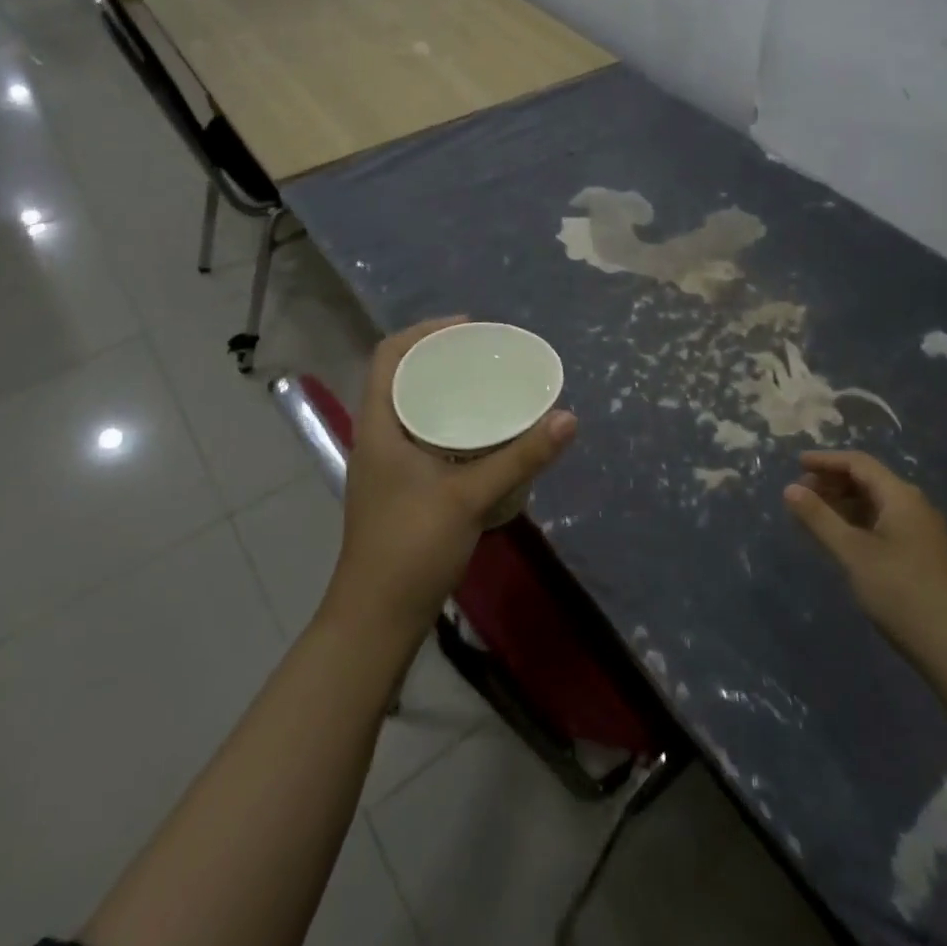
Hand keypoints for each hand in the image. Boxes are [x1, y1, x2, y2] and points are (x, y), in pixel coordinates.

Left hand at [324, 317, 577, 640]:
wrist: (377, 618)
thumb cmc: (411, 547)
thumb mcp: (471, 496)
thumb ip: (521, 457)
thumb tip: (569, 417)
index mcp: (380, 426)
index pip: (388, 356)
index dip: (424, 332)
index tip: (469, 326)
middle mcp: (379, 438)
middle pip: (404, 378)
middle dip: (443, 359)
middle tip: (489, 354)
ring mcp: (388, 466)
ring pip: (415, 409)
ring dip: (448, 392)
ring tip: (492, 385)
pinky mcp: (403, 488)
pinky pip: (426, 436)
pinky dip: (453, 424)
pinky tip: (486, 436)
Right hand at [784, 451, 946, 658]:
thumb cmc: (901, 593)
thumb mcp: (853, 554)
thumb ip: (819, 518)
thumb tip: (789, 488)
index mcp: (901, 497)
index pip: (859, 463)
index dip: (826, 460)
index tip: (795, 463)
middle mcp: (914, 506)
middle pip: (869, 480)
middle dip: (833, 482)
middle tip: (800, 494)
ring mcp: (921, 531)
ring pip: (876, 504)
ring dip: (844, 504)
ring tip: (814, 516)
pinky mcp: (923, 554)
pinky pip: (884, 523)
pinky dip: (858, 523)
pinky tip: (841, 540)